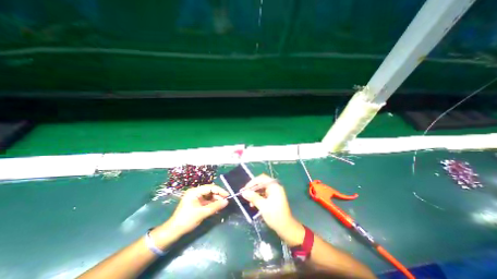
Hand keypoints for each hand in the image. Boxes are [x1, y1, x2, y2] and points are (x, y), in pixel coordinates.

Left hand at [167, 186, 228, 235]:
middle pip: (210, 191)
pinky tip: (217, 207)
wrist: (173, 231)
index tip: (227, 195)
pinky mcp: (196, 203)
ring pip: (209, 196)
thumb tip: (227, 202)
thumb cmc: (187, 220)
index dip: (220, 190)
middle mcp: (195, 192)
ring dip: (216, 199)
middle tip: (226, 201)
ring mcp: (195, 197)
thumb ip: (215, 206)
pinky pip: (206, 201)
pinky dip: (212, 203)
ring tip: (222, 204)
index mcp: (195, 191)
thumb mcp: (202, 213)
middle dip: (218, 195)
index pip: (210, 187)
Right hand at [241, 176, 298, 232]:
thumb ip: (253, 197)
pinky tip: (253, 204)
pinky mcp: (273, 197)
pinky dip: (258, 197)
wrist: (286, 228)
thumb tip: (244, 192)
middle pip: (261, 183)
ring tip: (249, 201)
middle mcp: (275, 187)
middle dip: (253, 188)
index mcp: (274, 186)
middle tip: (245, 194)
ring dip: (255, 194)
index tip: (245, 189)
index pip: (261, 179)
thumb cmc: (275, 216)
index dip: (252, 182)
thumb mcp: (263, 206)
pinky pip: (264, 194)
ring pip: (262, 189)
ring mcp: (274, 192)